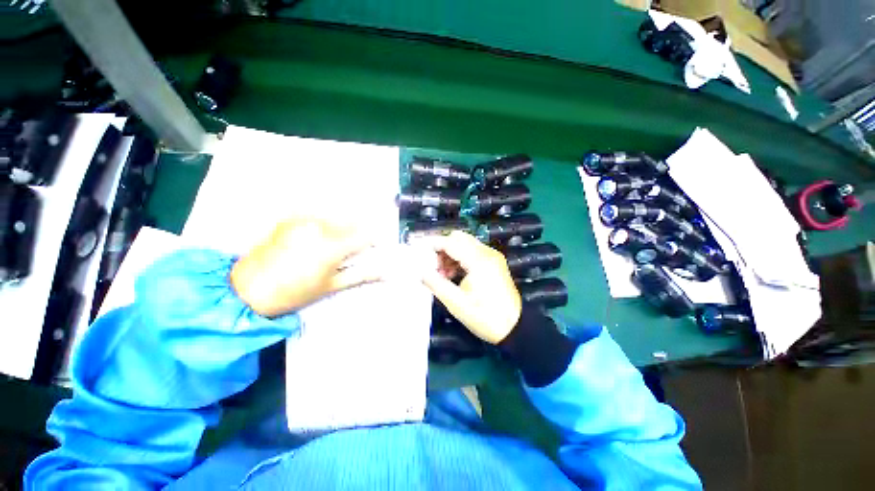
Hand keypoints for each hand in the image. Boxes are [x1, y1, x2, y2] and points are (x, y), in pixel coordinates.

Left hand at [230, 218, 377, 316]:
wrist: (247, 289)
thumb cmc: (294, 292)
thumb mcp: (332, 286)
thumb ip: (362, 275)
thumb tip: (386, 274)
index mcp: (332, 246)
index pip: (366, 236)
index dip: (375, 241)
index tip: (376, 249)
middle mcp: (321, 227)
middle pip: (354, 222)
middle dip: (360, 233)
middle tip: (356, 248)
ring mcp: (304, 220)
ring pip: (338, 217)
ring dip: (345, 226)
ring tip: (336, 245)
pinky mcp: (292, 218)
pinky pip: (319, 215)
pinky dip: (327, 223)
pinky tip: (320, 237)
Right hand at [418, 231, 521, 343]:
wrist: (515, 328)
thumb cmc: (485, 317)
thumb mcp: (456, 303)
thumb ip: (436, 284)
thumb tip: (420, 272)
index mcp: (479, 261)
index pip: (451, 242)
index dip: (432, 243)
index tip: (417, 247)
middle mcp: (487, 253)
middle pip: (459, 238)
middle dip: (442, 248)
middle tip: (431, 265)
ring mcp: (492, 257)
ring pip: (465, 244)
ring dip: (450, 253)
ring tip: (441, 274)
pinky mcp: (494, 263)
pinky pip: (472, 252)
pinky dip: (460, 258)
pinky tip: (452, 274)